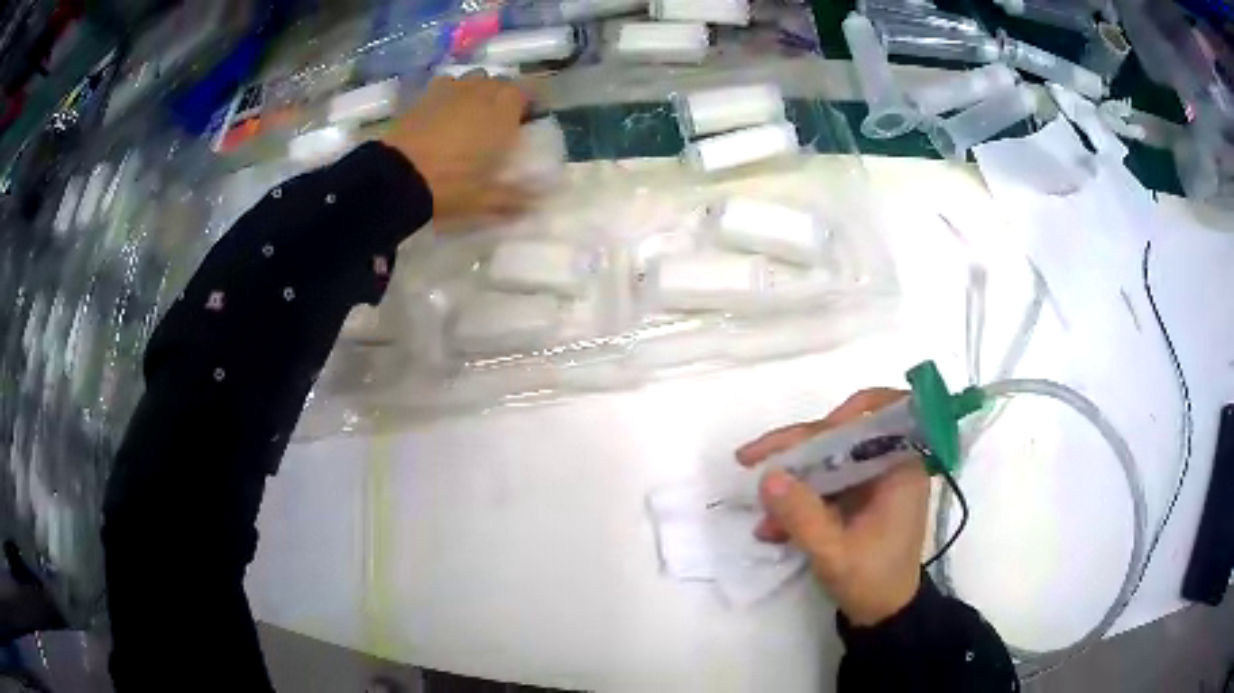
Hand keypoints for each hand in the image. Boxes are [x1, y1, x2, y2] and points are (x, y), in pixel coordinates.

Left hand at [382, 73, 530, 221]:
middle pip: (502, 83)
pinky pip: (448, 83)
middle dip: (505, 97)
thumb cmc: (451, 186)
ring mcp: (453, 88)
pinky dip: (452, 92)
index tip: (528, 121)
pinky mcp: (426, 94)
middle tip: (501, 121)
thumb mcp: (488, 199)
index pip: (530, 92)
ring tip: (473, 113)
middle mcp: (483, 91)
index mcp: (505, 111)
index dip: (530, 104)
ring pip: (475, 79)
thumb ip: (518, 196)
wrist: (398, 178)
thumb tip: (542, 199)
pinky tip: (445, 110)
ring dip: (479, 91)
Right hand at [736, 389, 929, 625]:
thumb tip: (767, 476)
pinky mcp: (856, 497)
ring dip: (791, 479)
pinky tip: (771, 527)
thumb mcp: (834, 553)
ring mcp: (871, 481)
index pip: (881, 416)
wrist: (883, 613)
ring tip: (759, 509)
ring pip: (827, 460)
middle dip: (798, 449)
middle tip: (752, 459)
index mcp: (902, 468)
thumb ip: (802, 516)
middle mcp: (890, 465)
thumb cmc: (872, 581)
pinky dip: (797, 500)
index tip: (816, 429)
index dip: (850, 410)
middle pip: (842, 435)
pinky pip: (822, 484)